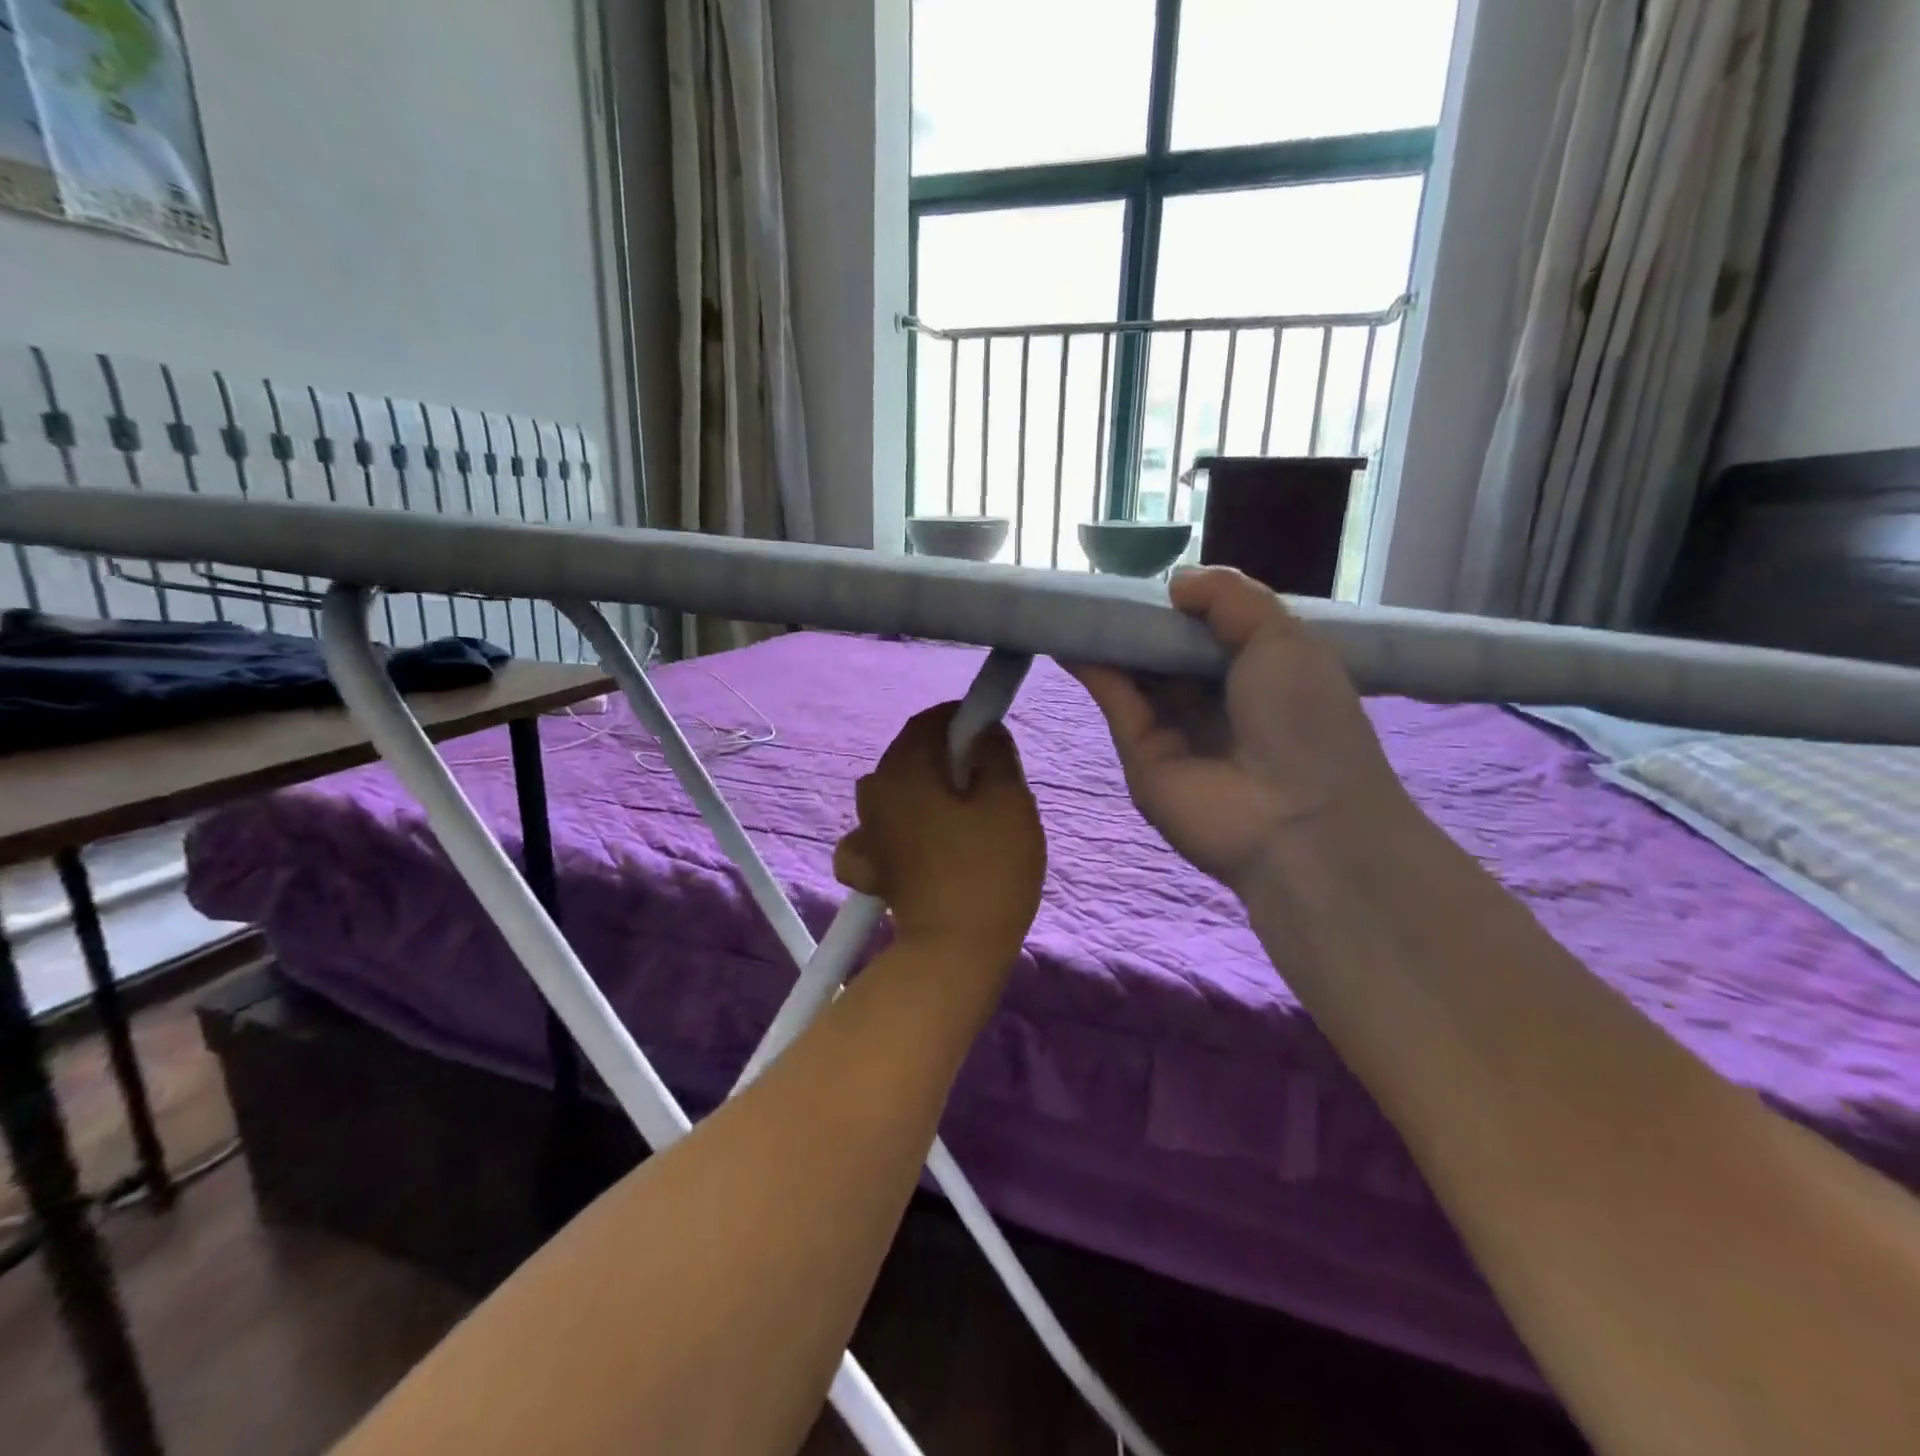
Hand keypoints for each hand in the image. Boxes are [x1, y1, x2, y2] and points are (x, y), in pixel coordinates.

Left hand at [834, 703, 1045, 963]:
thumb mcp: (1009, 800)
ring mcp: (864, 831)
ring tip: (961, 818)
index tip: (990, 734)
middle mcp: (874, 791)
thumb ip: (995, 753)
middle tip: (986, 781)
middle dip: (946, 758)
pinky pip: (878, 834)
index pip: (929, 721)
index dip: (961, 719)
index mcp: (905, 768)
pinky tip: (916, 847)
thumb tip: (983, 730)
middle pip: (910, 756)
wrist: (954, 950)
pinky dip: (897, 831)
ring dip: (924, 793)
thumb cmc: (988, 868)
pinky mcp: (867, 867)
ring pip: (896, 792)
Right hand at [1069, 566, 1409, 890]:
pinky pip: (1117, 702)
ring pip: (1137, 676)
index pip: (1213, 631)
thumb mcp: (1283, 637)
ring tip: (1076, 603)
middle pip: (1169, 653)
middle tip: (1104, 585)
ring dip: (1110, 641)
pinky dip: (1094, 670)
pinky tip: (1070, 637)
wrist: (1297, 818)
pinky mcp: (1140, 755)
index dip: (1183, 605)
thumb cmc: (1304, 718)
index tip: (1153, 577)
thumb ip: (1230, 598)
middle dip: (1141, 621)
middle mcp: (1218, 702)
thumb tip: (1175, 581)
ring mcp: (1177, 731)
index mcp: (1262, 673)